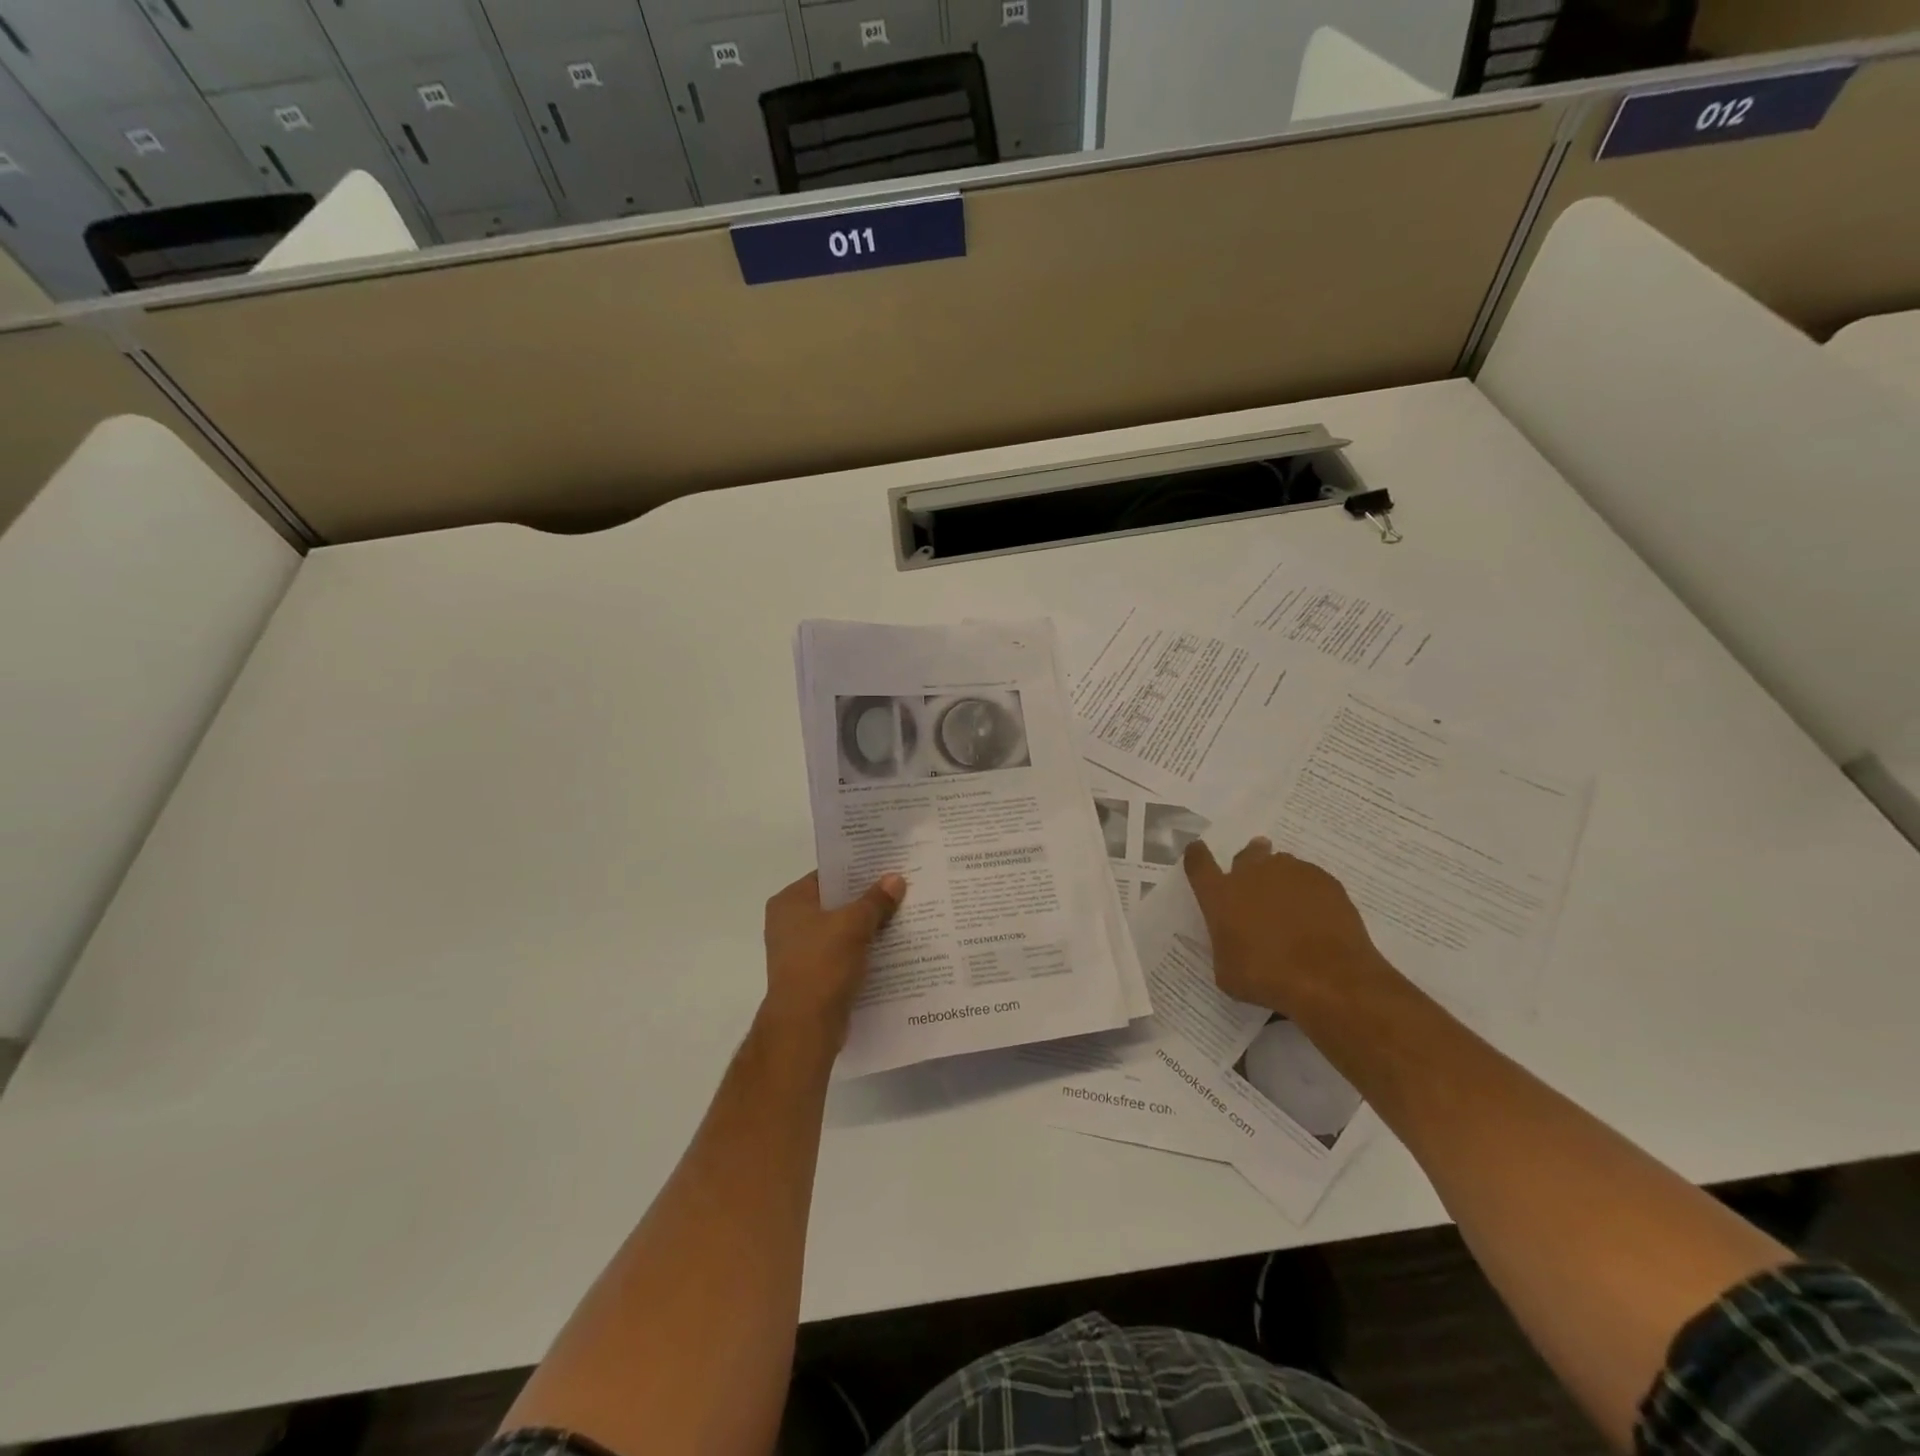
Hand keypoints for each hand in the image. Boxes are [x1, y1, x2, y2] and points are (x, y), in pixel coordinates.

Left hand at [761, 871, 905, 1044]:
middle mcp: (789, 924)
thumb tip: (895, 879)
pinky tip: (890, 949)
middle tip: (901, 890)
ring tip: (902, 917)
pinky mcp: (812, 976)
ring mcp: (799, 952)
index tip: (886, 867)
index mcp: (789, 902)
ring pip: (841, 931)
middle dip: (867, 900)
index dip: (857, 870)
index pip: (827, 875)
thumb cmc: (822, 964)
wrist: (805, 1026)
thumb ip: (876, 900)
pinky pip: (842, 955)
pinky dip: (862, 952)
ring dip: (867, 928)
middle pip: (835, 903)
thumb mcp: (854, 925)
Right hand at [1184, 838, 1389, 1014]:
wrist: (1329, 979)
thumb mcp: (1228, 972)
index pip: (1199, 863)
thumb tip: (1235, 943)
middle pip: (1246, 854)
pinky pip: (1310, 879)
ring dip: (1280, 879)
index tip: (1198, 851)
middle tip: (1255, 878)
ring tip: (1289, 903)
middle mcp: (1252, 874)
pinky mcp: (1325, 881)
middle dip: (1249, 861)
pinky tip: (1316, 915)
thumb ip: (1226, 946)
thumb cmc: (1267, 978)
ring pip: (1280, 865)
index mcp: (1220, 895)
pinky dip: (1309, 892)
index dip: (1197, 856)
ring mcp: (1291, 873)